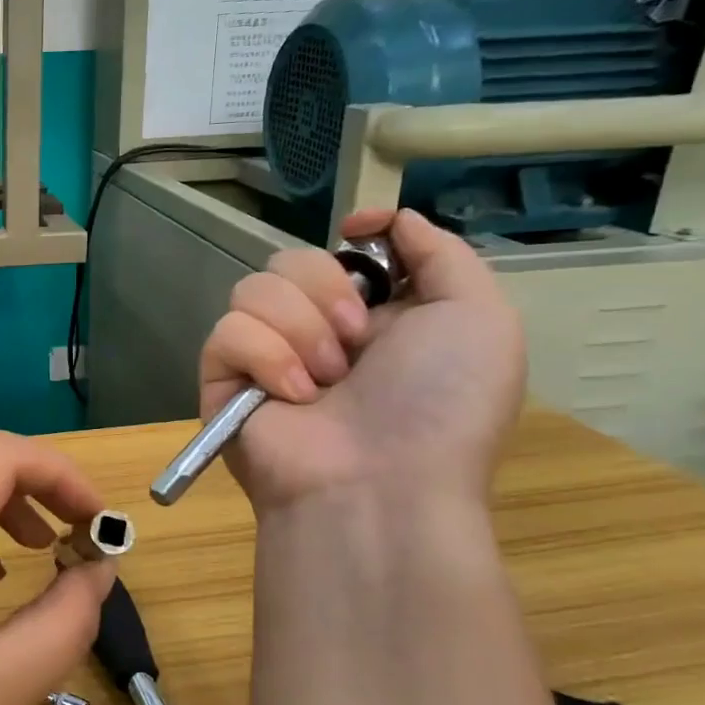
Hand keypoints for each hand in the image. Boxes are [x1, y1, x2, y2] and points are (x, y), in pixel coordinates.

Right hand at [199, 208, 524, 510]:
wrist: (379, 485)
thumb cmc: (440, 405)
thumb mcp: (480, 318)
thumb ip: (442, 253)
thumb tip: (384, 220)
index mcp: (378, 315)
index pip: (343, 250)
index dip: (353, 238)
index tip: (359, 234)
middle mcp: (318, 330)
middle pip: (292, 259)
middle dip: (326, 289)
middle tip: (356, 339)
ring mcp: (266, 355)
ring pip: (253, 288)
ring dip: (298, 329)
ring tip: (325, 380)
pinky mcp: (224, 379)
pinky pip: (225, 331)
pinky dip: (262, 357)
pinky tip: (290, 395)